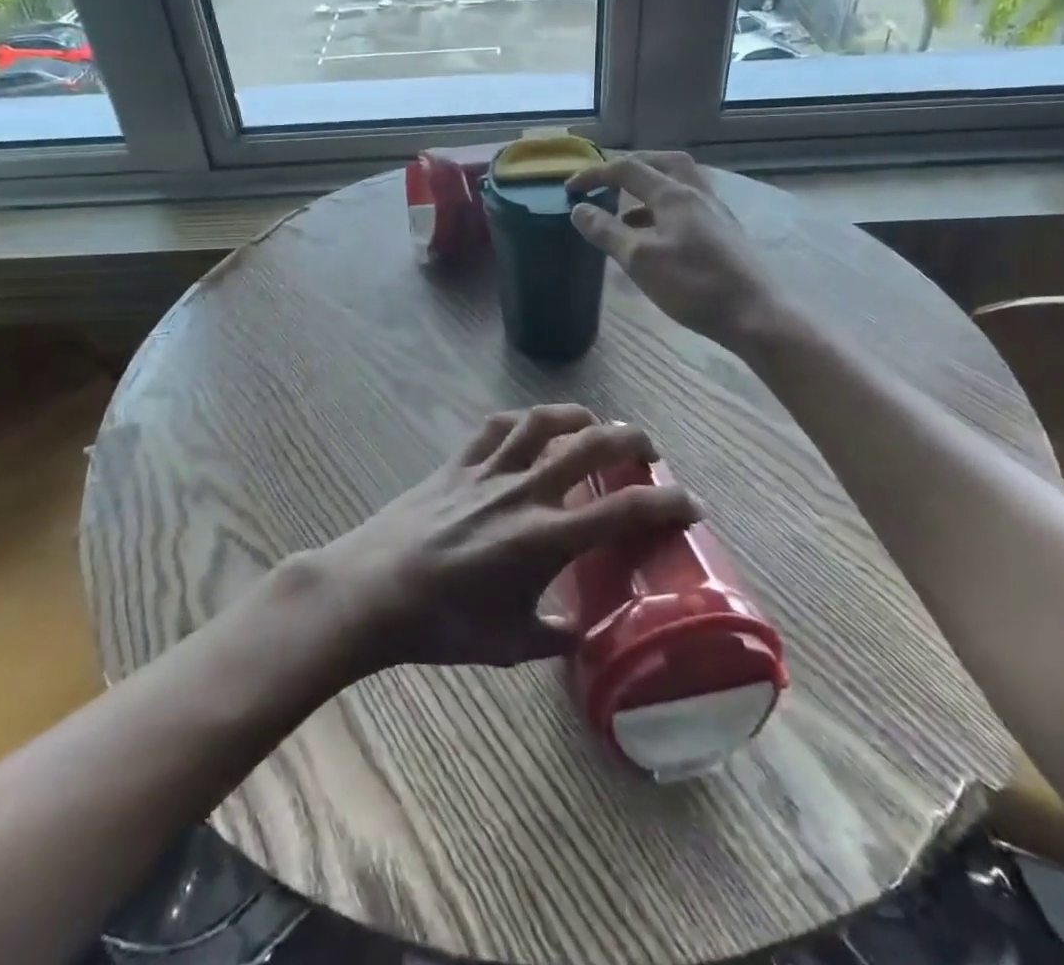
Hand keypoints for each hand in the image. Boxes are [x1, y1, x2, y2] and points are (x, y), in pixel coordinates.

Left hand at [314, 405, 699, 673]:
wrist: (373, 591)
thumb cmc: (443, 624)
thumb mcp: (509, 644)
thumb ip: (554, 636)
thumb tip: (579, 633)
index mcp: (546, 537)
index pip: (624, 509)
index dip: (667, 502)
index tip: (689, 504)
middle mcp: (525, 491)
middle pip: (592, 445)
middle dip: (632, 440)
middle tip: (648, 452)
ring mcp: (489, 470)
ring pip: (544, 422)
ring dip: (579, 417)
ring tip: (595, 425)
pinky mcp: (457, 462)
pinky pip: (497, 426)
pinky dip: (522, 421)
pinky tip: (531, 428)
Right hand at [566, 152, 782, 352]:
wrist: (756, 314)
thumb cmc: (694, 285)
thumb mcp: (640, 260)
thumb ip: (607, 232)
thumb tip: (579, 210)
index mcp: (674, 194)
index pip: (627, 169)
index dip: (594, 175)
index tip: (569, 189)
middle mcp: (697, 193)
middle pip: (663, 163)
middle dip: (631, 166)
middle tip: (607, 180)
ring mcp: (716, 212)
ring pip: (680, 183)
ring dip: (650, 186)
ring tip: (625, 209)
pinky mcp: (725, 232)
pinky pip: (689, 205)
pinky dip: (665, 208)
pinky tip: (656, 234)